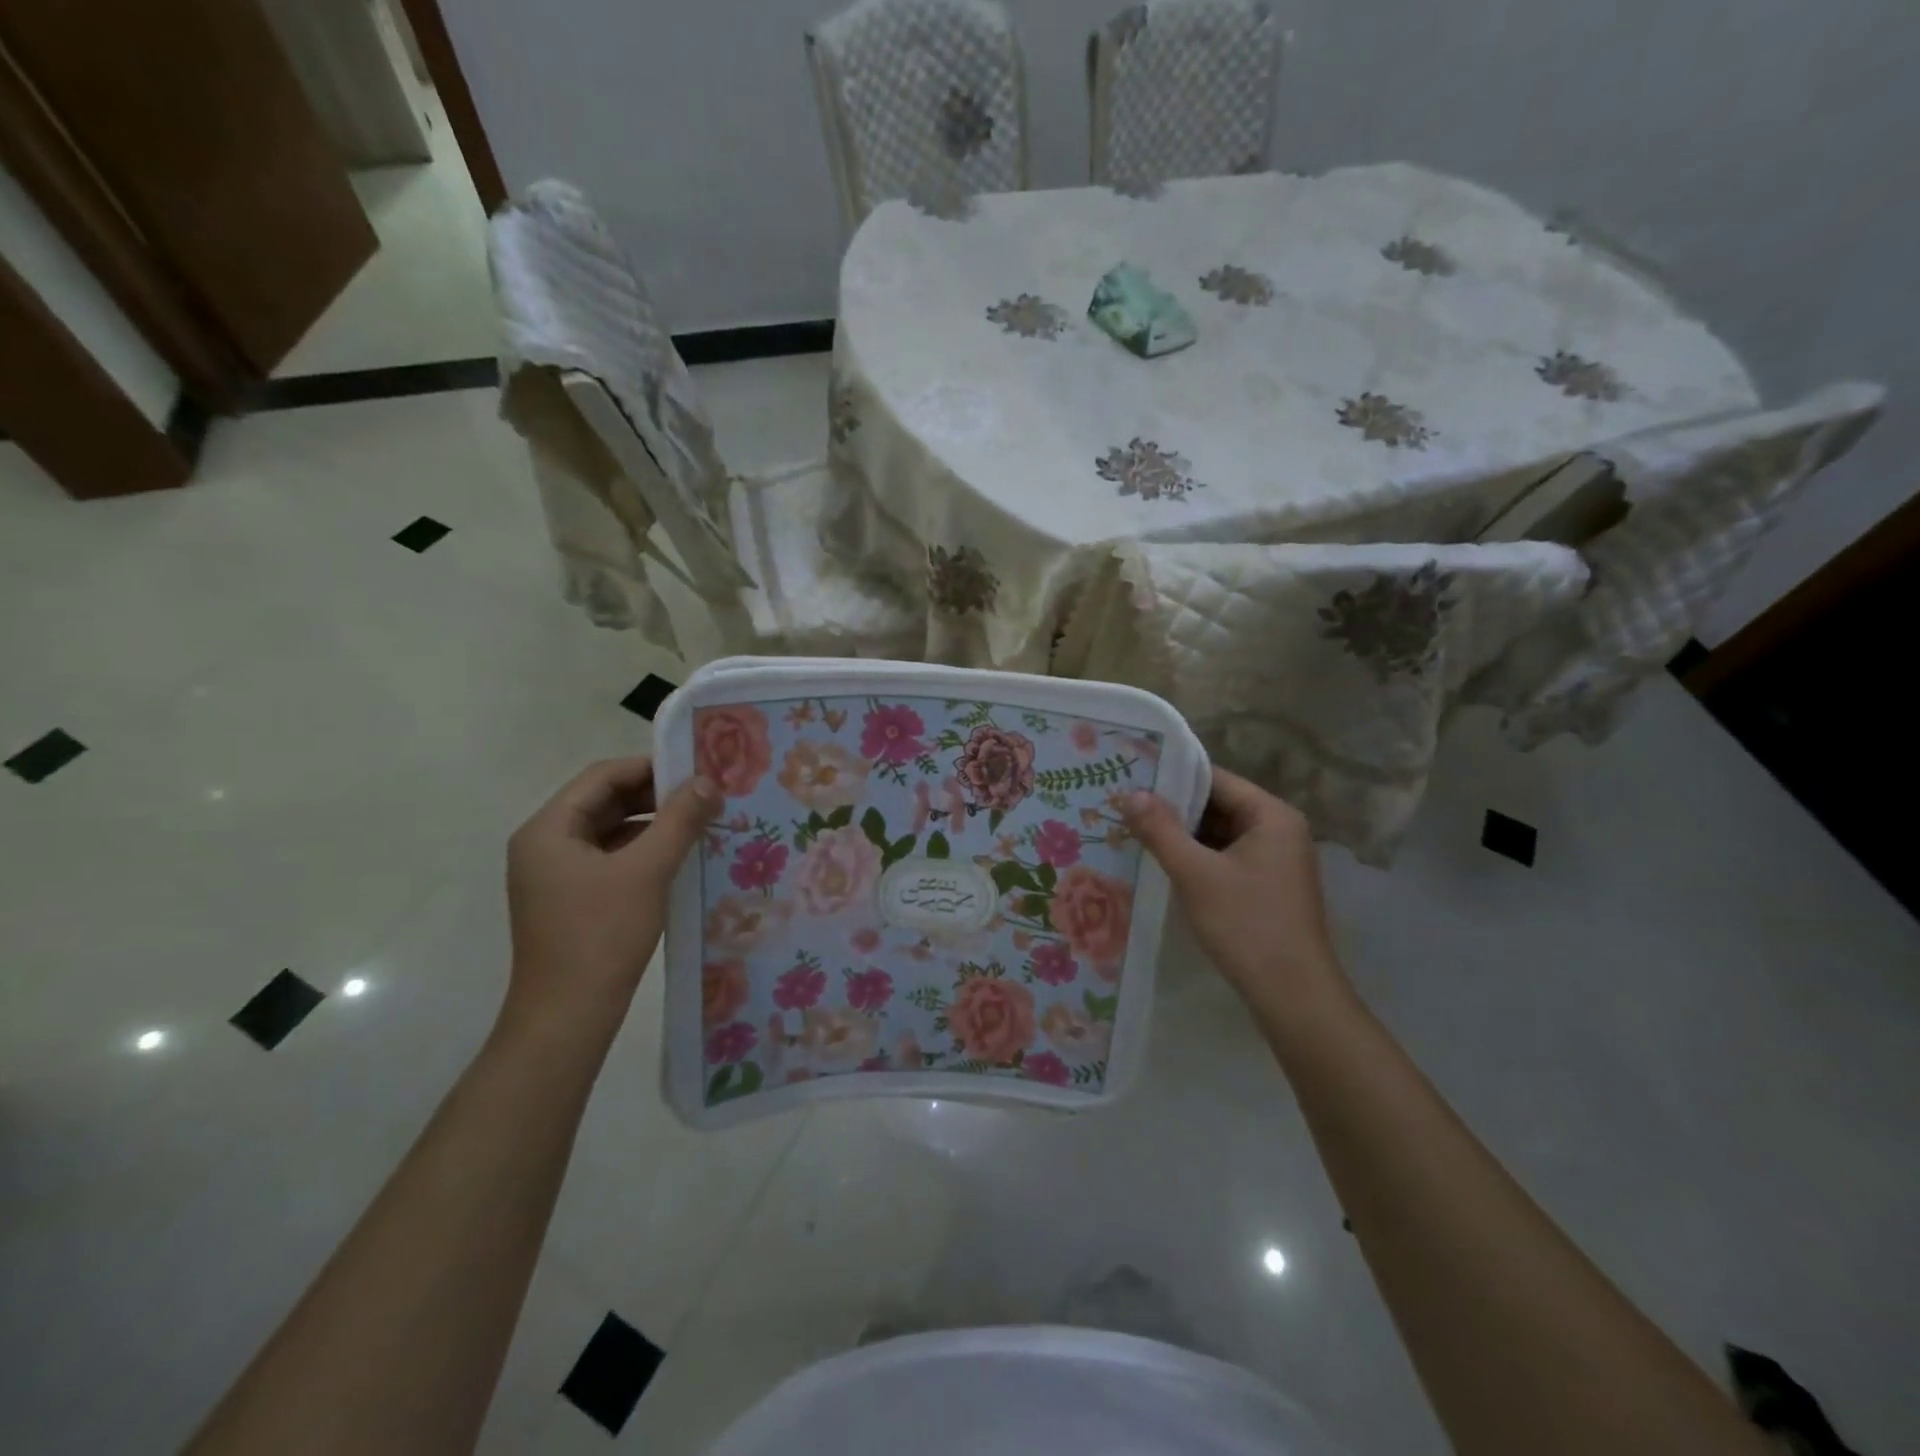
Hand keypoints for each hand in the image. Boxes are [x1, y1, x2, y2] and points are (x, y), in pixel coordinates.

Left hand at [503, 758, 717, 1045]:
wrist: (568, 1017)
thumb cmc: (602, 935)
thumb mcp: (648, 870)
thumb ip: (679, 820)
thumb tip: (709, 781)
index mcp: (548, 829)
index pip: (602, 776)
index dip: (650, 766)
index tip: (697, 769)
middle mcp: (545, 845)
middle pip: (605, 801)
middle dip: (655, 796)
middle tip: (705, 795)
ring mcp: (556, 875)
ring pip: (611, 832)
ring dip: (653, 824)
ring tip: (700, 823)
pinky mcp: (571, 900)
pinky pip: (611, 859)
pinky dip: (644, 852)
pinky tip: (680, 857)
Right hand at [1124, 769, 1347, 1012]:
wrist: (1292, 994)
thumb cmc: (1246, 924)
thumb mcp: (1195, 873)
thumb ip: (1160, 830)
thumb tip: (1130, 793)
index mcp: (1272, 815)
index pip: (1215, 779)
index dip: (1172, 777)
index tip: (1131, 778)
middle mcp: (1279, 829)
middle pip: (1218, 805)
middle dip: (1173, 808)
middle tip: (1124, 805)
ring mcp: (1275, 859)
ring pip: (1219, 833)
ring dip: (1182, 834)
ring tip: (1133, 829)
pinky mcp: (1267, 885)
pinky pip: (1225, 857)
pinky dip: (1197, 857)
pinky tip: (1162, 861)